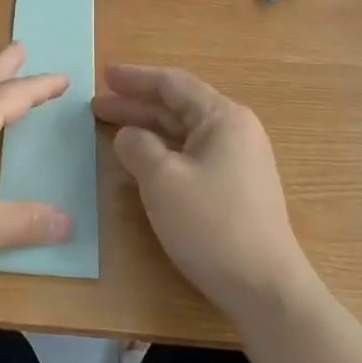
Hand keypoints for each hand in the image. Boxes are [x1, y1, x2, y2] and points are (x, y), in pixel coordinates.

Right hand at [93, 65, 312, 320]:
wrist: (265, 287)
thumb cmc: (211, 224)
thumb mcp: (162, 180)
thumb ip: (138, 147)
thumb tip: (128, 135)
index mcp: (223, 117)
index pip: (172, 85)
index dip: (135, 79)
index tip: (104, 75)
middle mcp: (235, 130)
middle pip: (178, 107)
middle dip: (136, 105)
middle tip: (97, 105)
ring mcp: (239, 159)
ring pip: (184, 132)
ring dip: (148, 128)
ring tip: (112, 128)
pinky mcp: (236, 186)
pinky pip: (193, 154)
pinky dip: (163, 150)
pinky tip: (142, 159)